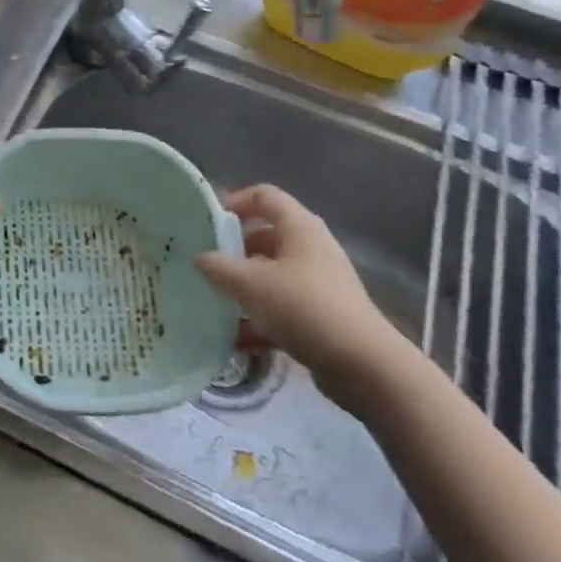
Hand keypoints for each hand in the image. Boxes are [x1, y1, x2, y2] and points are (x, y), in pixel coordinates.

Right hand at [195, 185, 405, 407]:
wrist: (362, 365)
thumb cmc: (304, 308)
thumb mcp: (251, 284)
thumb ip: (219, 268)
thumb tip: (198, 257)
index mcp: (300, 227)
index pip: (265, 196)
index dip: (236, 201)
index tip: (209, 222)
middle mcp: (312, 248)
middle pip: (267, 236)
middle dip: (235, 250)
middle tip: (207, 265)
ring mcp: (320, 282)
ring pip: (273, 274)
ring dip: (245, 285)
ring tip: (216, 301)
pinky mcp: (322, 315)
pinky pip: (283, 306)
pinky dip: (260, 315)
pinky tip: (236, 337)